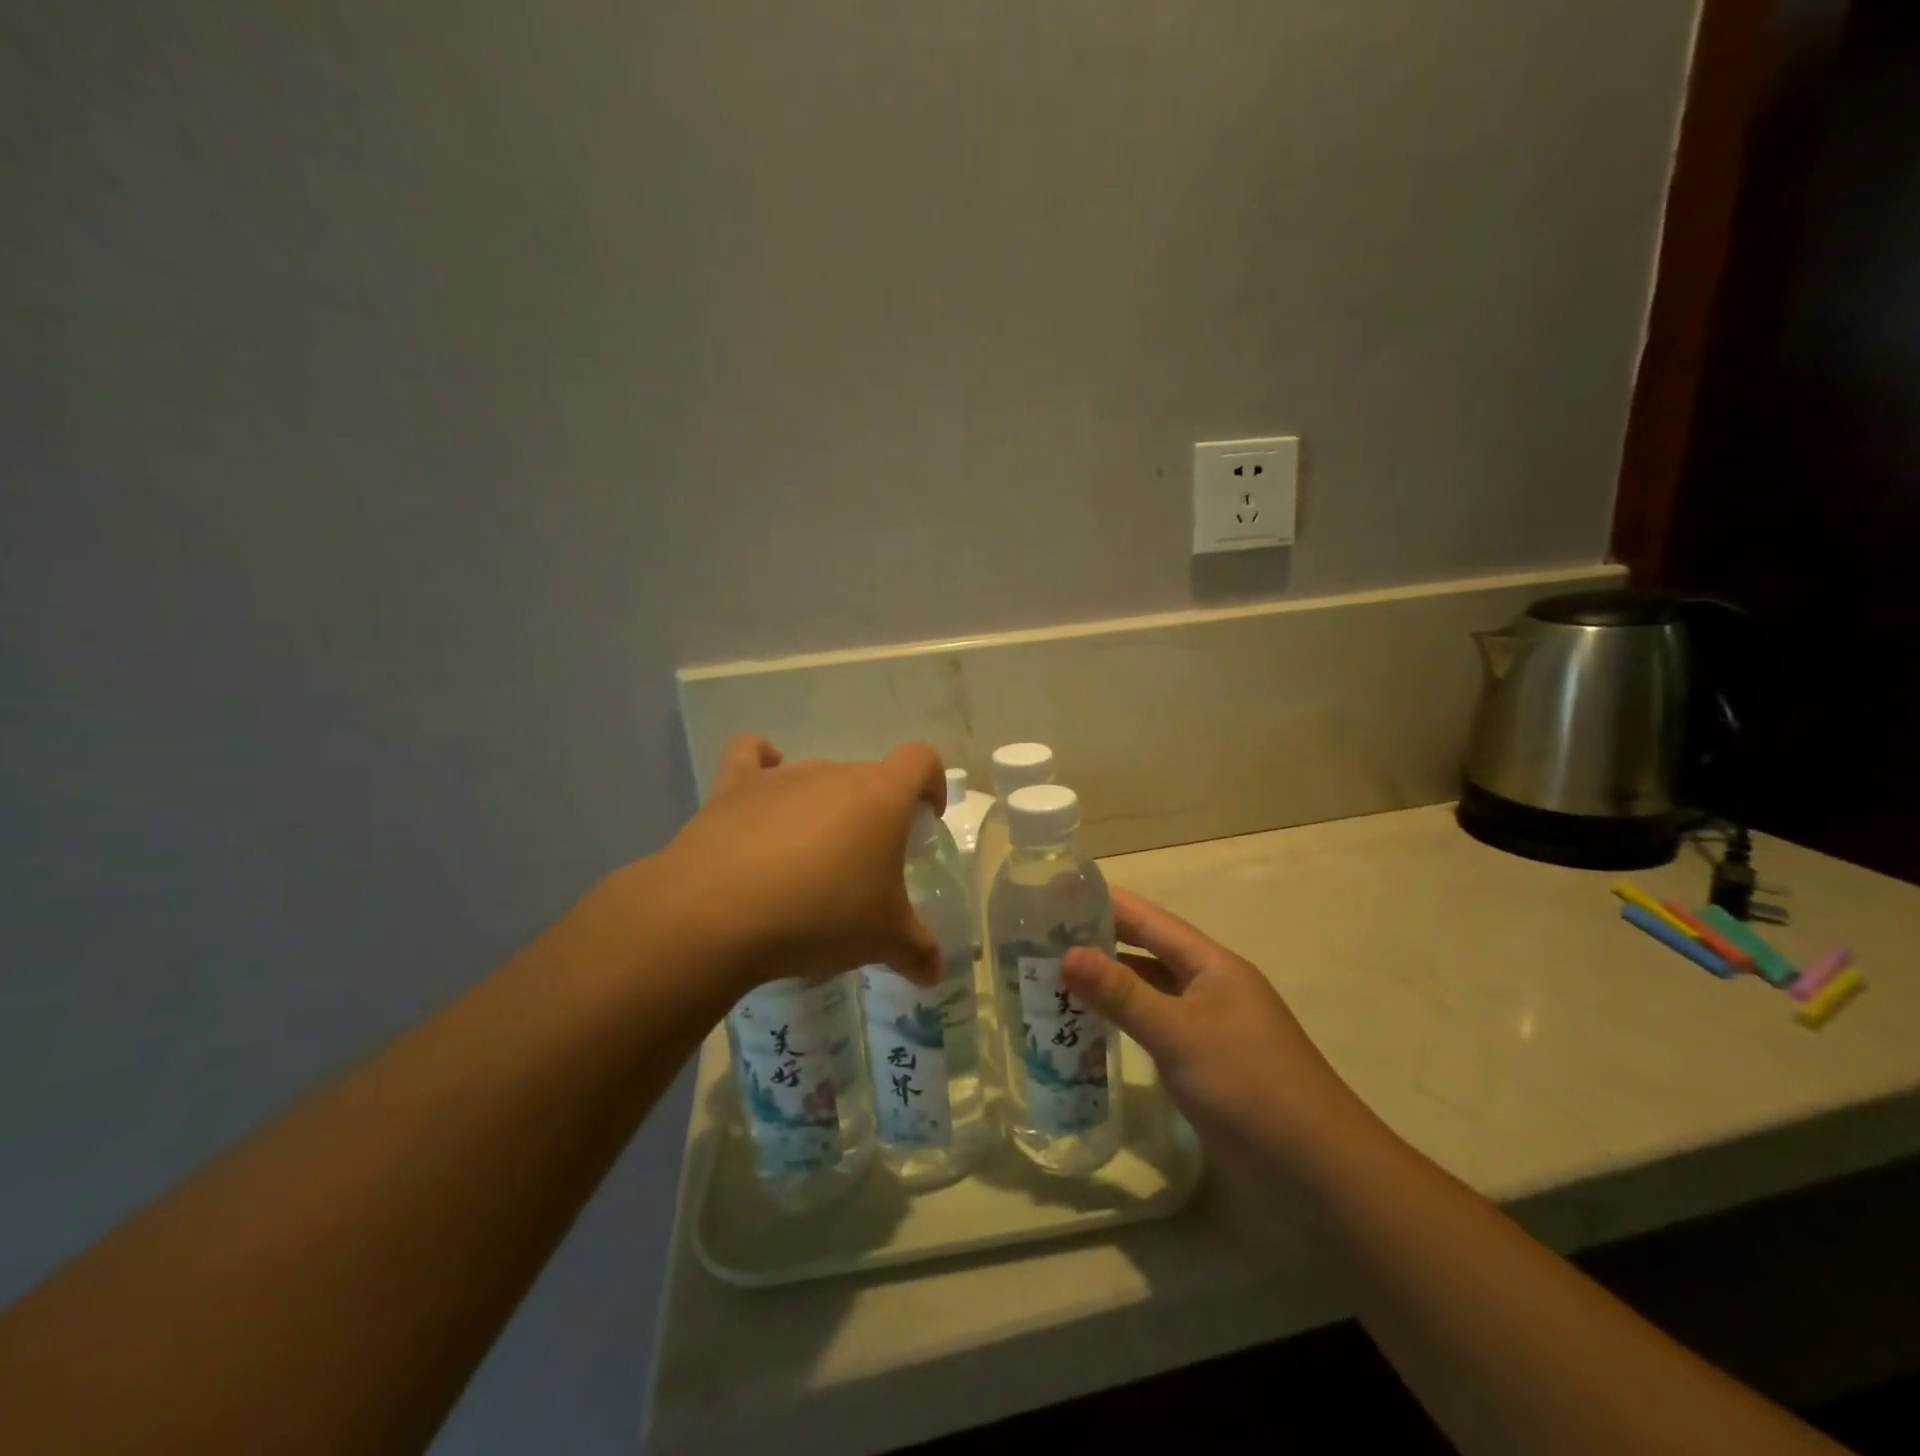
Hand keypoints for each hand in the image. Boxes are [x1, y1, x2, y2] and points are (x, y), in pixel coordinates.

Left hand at [659, 735, 948, 993]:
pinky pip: (751, 756)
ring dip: (824, 808)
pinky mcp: (733, 787)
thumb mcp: (883, 941)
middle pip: (868, 777)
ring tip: (810, 860)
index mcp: (881, 796)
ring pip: (817, 778)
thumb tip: (934, 974)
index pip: (921, 761)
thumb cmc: (820, 916)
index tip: (925, 819)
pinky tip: (763, 790)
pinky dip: (761, 763)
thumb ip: (918, 952)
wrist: (718, 914)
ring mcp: (781, 777)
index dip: (931, 784)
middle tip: (865, 865)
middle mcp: (834, 773)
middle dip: (875, 813)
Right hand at [1061, 888, 1363, 1179]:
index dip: (1107, 903)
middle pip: (1148, 954)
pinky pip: (1155, 1030)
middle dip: (1100, 943)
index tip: (1058, 892)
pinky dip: (1123, 1024)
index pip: (1150, 920)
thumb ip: (1122, 993)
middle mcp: (1211, 988)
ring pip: (1149, 994)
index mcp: (1212, 965)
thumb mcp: (1179, 1033)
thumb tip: (1066, 954)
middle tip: (1041, 937)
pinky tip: (1090, 1029)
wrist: (1317, 1174)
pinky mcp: (1205, 1067)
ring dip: (1109, 985)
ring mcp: (1209, 1029)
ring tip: (1053, 978)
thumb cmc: (1248, 1086)